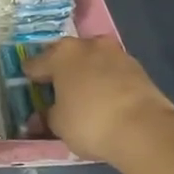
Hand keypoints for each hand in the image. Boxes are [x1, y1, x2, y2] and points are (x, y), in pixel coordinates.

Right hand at [24, 36, 173, 166]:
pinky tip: (106, 98)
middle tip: (57, 88)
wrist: (144, 128)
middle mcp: (87, 45)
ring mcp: (115, 53)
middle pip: (66, 56)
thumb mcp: (59, 125)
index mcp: (61, 55)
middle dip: (61, 70)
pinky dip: (106, 81)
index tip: (29, 85)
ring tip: (84, 93)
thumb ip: (47, 117)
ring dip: (86, 73)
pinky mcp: (137, 66)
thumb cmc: (90, 122)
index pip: (36, 63)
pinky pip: (112, 71)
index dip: (30, 76)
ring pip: (92, 60)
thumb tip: (40, 117)